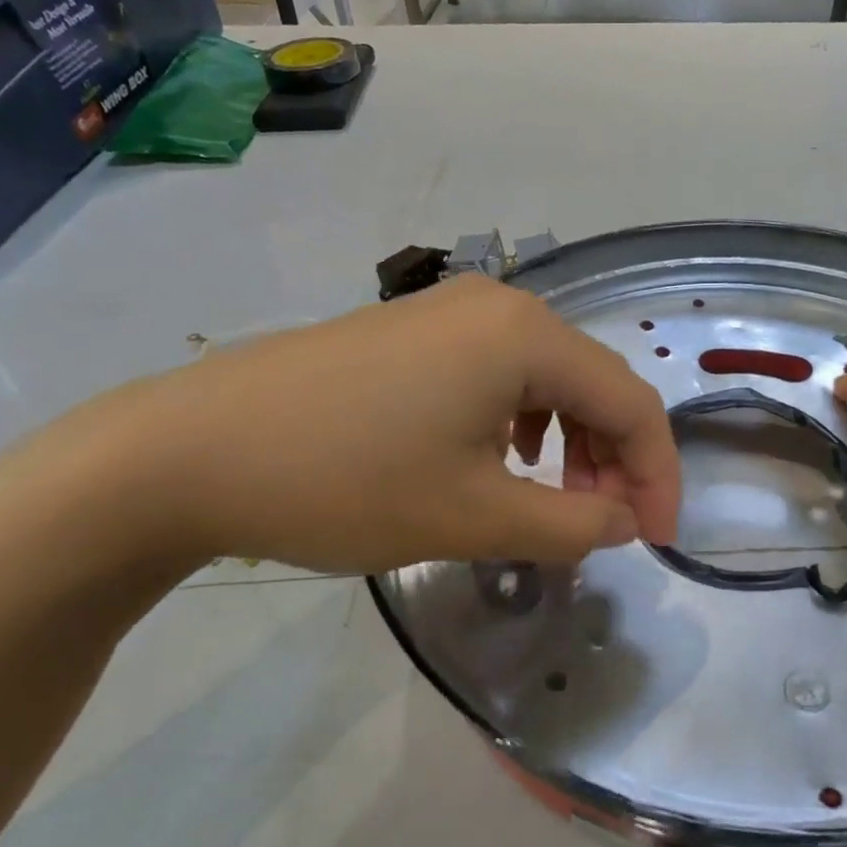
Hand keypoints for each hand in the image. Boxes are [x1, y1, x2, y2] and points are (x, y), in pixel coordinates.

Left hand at [96, 274, 680, 572]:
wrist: (189, 450)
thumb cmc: (344, 482)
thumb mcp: (473, 517)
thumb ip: (572, 524)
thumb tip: (625, 521)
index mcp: (526, 336)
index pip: (631, 402)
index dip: (657, 475)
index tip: (656, 542)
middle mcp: (500, 305)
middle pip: (593, 382)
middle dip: (614, 459)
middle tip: (604, 526)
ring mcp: (451, 311)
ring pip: (547, 377)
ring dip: (571, 440)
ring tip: (554, 499)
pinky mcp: (414, 330)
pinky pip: (500, 371)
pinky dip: (523, 420)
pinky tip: (501, 459)